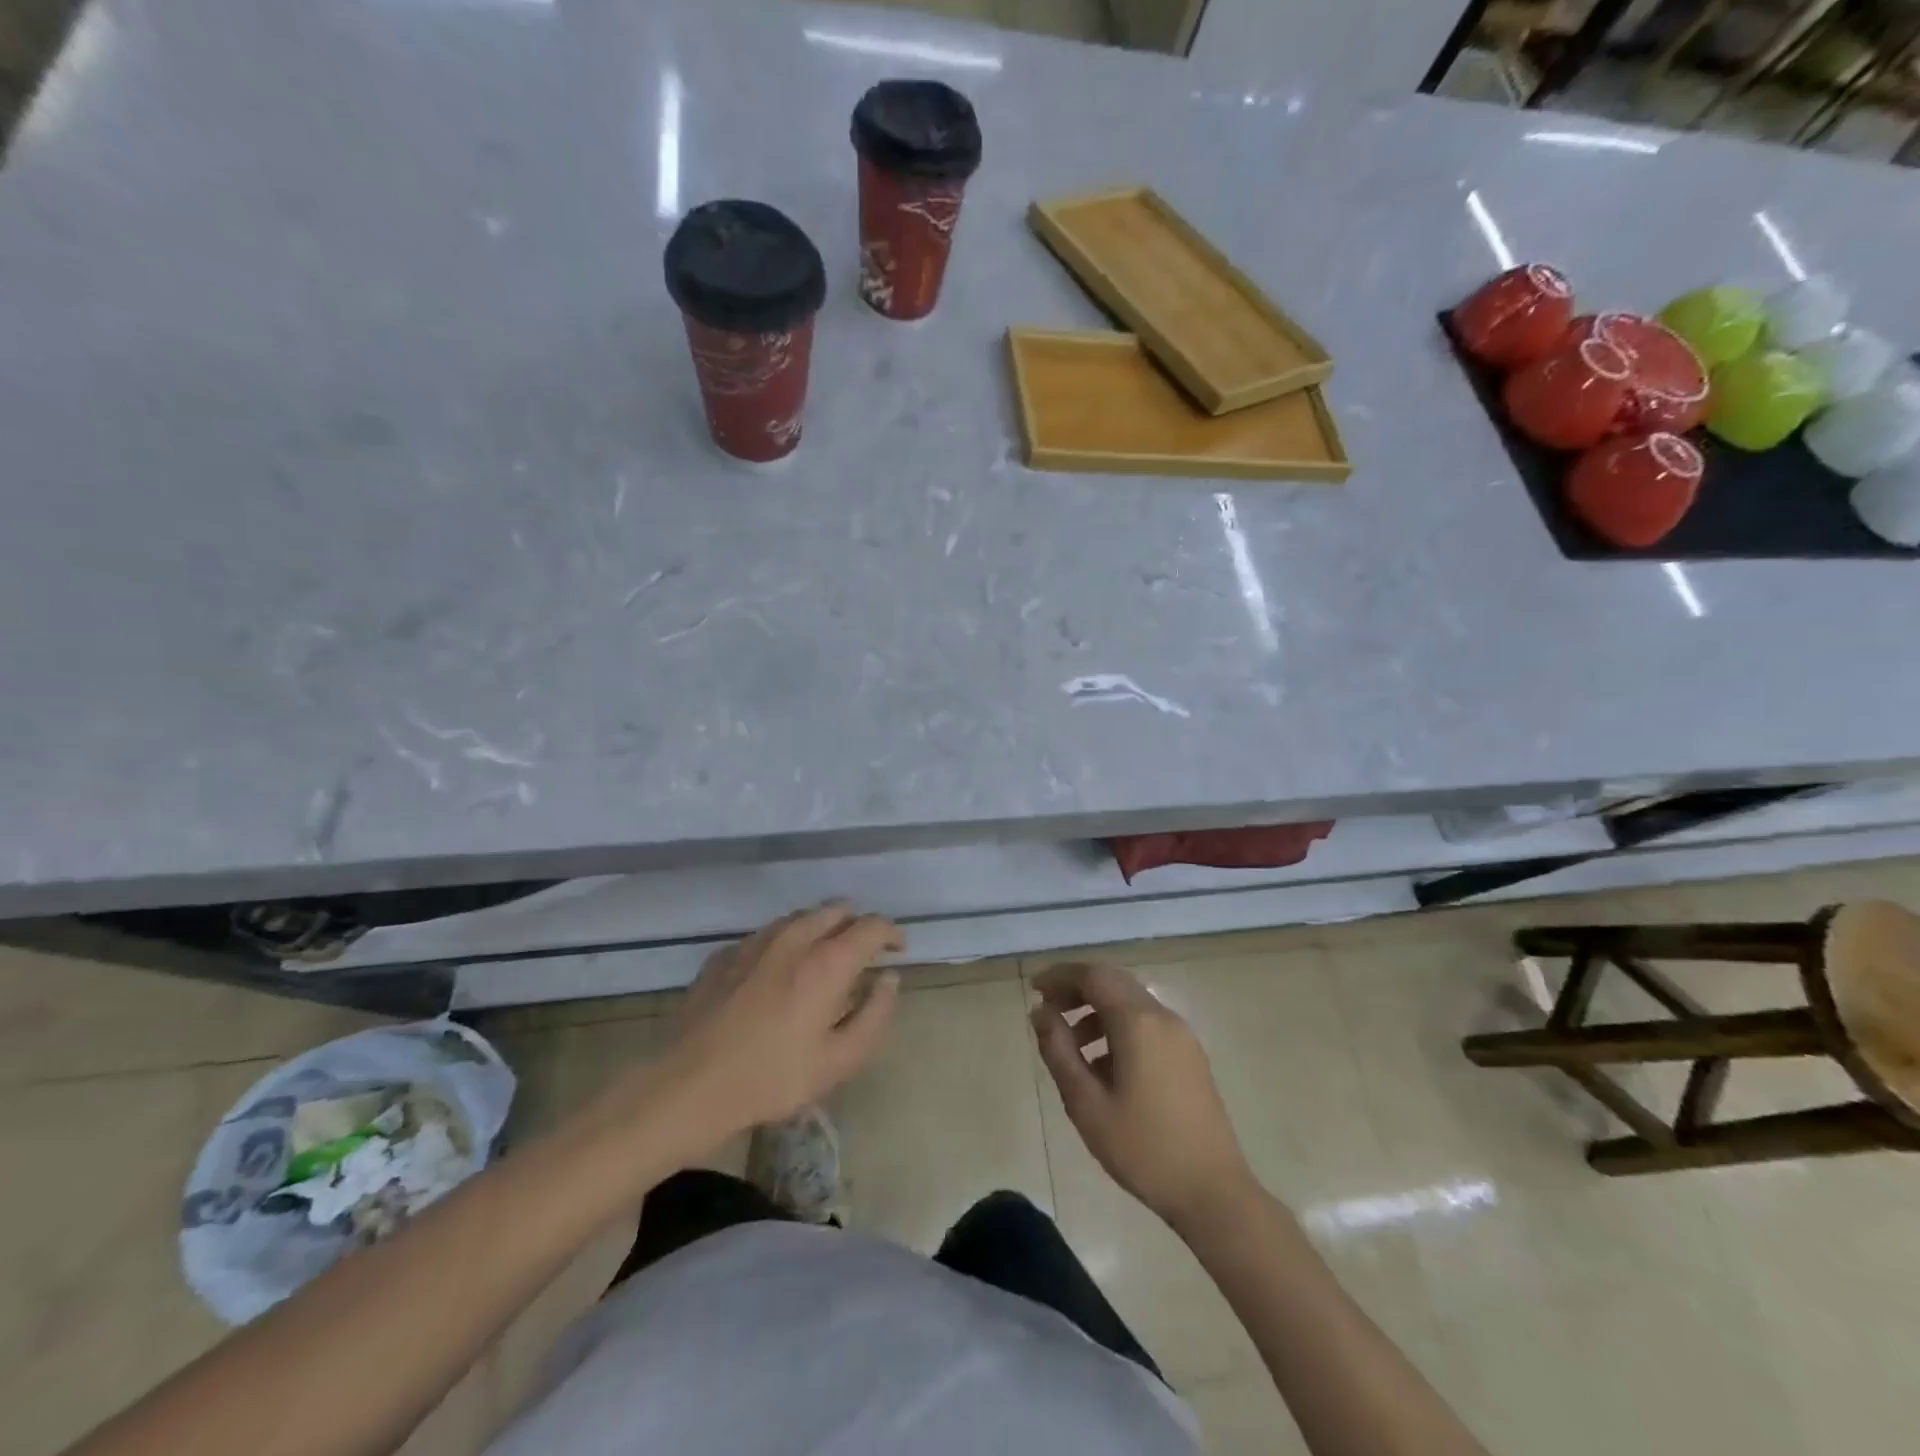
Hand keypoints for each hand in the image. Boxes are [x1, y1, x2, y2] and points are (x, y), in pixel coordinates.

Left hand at [661, 903, 901, 1139]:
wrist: (689, 1086)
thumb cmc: (772, 1077)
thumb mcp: (839, 1060)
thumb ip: (875, 1014)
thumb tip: (889, 979)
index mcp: (827, 961)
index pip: (872, 926)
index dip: (891, 933)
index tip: (898, 949)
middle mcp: (793, 938)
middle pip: (835, 909)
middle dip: (856, 924)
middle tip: (862, 953)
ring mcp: (754, 942)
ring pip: (799, 917)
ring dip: (820, 929)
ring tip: (822, 959)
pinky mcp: (724, 955)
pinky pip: (766, 936)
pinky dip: (784, 945)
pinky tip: (777, 974)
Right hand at [1031, 962, 1255, 1233]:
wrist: (1214, 1193)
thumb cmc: (1143, 1149)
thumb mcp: (1086, 1103)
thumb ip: (1059, 1051)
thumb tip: (1040, 1012)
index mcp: (1138, 1022)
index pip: (1093, 976)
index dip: (1060, 977)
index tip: (1034, 989)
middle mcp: (1163, 1017)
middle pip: (1114, 982)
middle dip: (1078, 989)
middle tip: (1048, 1010)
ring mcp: (1181, 1035)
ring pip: (1131, 1002)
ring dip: (1097, 1009)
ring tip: (1070, 1043)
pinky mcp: (1190, 1055)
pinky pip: (1147, 1023)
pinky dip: (1118, 1026)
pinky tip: (1103, 1065)